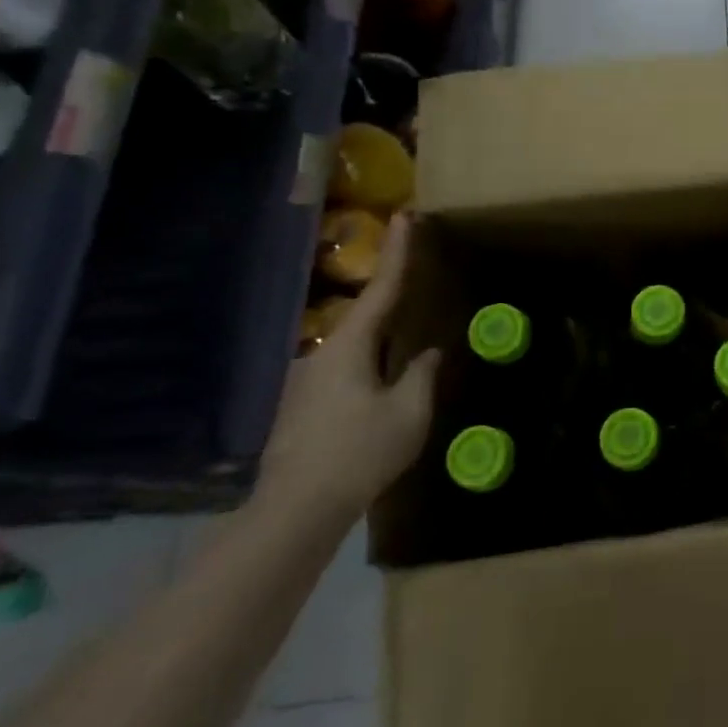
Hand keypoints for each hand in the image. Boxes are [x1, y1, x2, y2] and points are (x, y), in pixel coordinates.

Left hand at [260, 214, 438, 522]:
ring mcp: (308, 382)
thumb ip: (423, 375)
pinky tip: (383, 376)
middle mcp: (323, 354)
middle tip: (414, 269)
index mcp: (349, 347)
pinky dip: (370, 358)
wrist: (297, 510)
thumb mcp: (409, 412)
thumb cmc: (360, 452)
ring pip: (354, 344)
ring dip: (380, 332)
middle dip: (389, 291)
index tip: (406, 216)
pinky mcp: (305, 406)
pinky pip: (347, 367)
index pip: (381, 289)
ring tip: (406, 328)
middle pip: (364, 313)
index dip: (397, 252)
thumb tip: (429, 352)